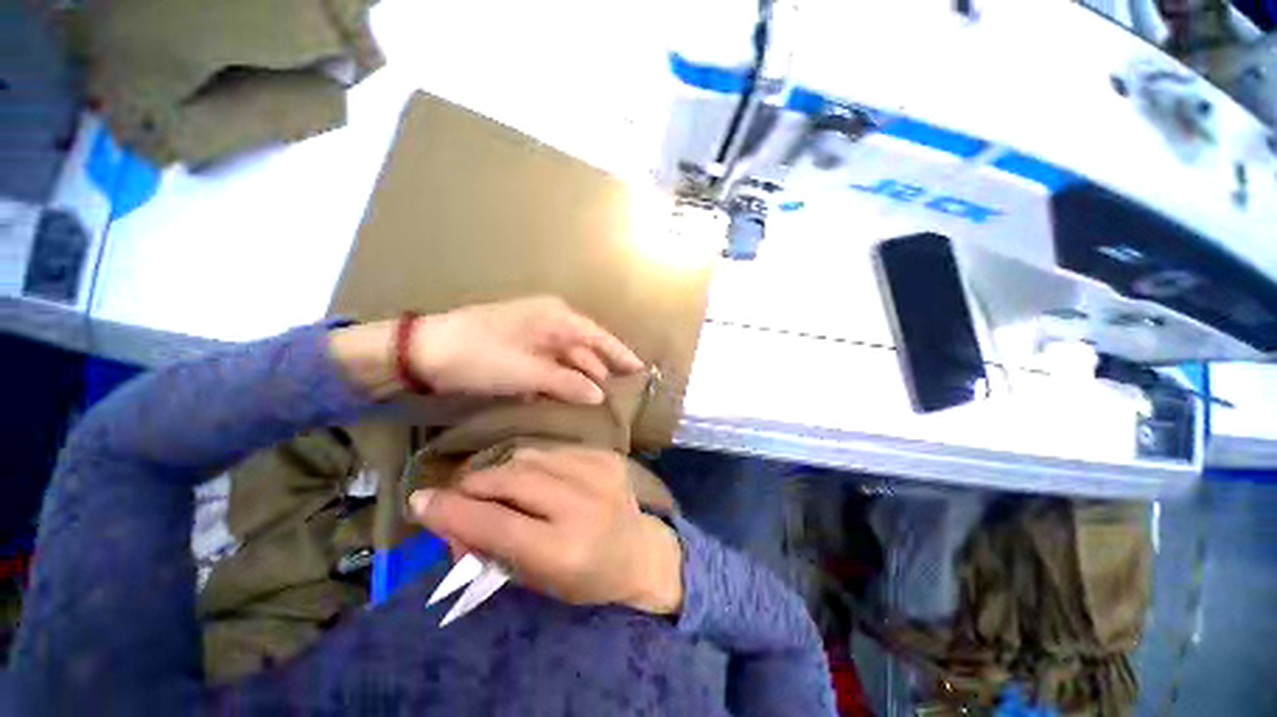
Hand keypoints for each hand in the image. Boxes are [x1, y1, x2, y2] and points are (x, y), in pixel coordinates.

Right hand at [409, 446, 683, 614]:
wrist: (639, 550)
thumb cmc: (585, 578)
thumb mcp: (534, 579)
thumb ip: (489, 547)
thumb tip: (446, 514)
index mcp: (566, 549)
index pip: (497, 524)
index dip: (453, 511)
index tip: (420, 501)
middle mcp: (584, 503)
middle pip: (511, 478)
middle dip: (473, 483)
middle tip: (457, 493)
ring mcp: (599, 471)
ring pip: (528, 455)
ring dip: (499, 468)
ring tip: (490, 484)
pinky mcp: (606, 454)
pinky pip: (552, 448)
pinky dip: (529, 460)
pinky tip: (527, 474)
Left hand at [413, 296, 642, 403]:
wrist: (425, 352)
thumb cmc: (481, 355)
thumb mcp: (527, 372)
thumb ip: (566, 383)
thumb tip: (599, 394)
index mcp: (556, 318)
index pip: (599, 337)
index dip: (621, 354)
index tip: (640, 370)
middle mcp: (550, 321)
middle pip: (584, 348)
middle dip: (599, 371)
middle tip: (616, 397)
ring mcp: (534, 333)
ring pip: (566, 359)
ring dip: (576, 379)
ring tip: (592, 403)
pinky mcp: (520, 347)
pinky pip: (548, 364)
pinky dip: (556, 380)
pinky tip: (561, 398)